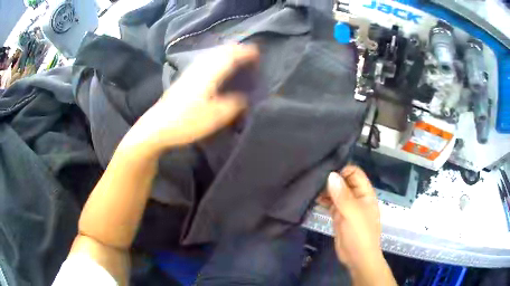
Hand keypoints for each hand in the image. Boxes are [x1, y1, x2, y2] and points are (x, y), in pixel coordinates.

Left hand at [119, 44, 258, 154]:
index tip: (259, 54)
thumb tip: (244, 98)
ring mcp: (191, 71)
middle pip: (221, 50)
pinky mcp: (185, 77)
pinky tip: (217, 67)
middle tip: (251, 55)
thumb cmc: (187, 121)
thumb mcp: (216, 117)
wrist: (158, 126)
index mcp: (210, 73)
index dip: (247, 52)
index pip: (232, 55)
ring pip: (212, 54)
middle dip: (238, 49)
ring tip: (237, 59)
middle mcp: (200, 67)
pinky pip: (206, 60)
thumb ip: (235, 104)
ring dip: (227, 52)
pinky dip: (217, 58)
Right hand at [317, 166, 395, 285]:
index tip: (325, 171)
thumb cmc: (360, 234)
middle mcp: (356, 197)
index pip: (354, 173)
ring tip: (309, 186)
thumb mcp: (352, 213)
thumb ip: (342, 195)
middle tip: (313, 177)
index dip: (342, 170)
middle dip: (331, 178)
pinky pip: (330, 203)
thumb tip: (331, 175)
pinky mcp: (338, 215)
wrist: (357, 258)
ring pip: (335, 192)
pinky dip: (322, 200)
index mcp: (364, 193)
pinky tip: (312, 198)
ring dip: (325, 189)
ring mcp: (346, 206)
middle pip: (344, 181)